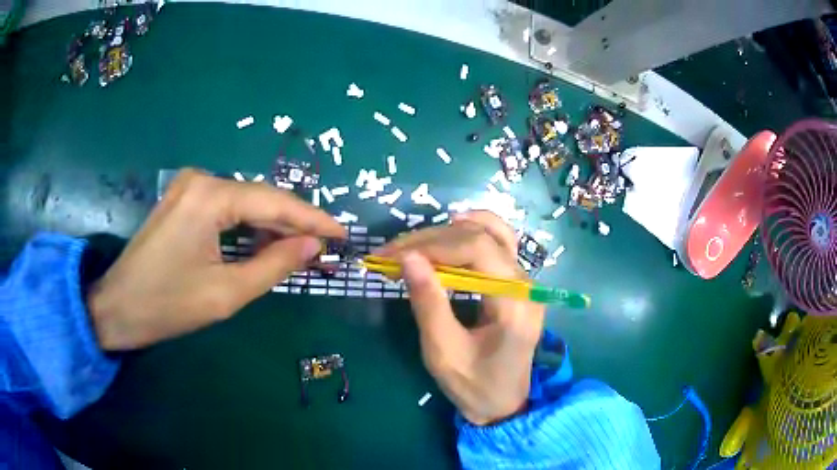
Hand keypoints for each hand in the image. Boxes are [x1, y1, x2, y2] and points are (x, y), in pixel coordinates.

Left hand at [88, 169, 344, 349]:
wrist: (117, 308)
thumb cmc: (168, 305)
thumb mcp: (226, 293)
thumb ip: (274, 265)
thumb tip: (313, 246)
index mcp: (211, 196)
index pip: (274, 202)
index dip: (312, 218)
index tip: (343, 233)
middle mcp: (202, 180)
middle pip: (260, 199)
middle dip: (293, 223)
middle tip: (324, 247)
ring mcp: (190, 187)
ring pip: (244, 203)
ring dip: (271, 226)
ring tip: (301, 249)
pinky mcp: (183, 200)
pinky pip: (226, 209)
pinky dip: (248, 227)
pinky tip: (265, 243)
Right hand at [377, 211, 544, 424]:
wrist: (503, 404)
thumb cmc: (474, 386)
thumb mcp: (444, 352)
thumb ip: (428, 303)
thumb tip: (408, 257)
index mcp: (514, 302)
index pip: (477, 249)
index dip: (433, 245)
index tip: (393, 256)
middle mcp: (526, 284)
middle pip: (482, 237)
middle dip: (432, 239)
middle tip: (392, 252)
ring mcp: (525, 282)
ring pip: (492, 233)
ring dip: (449, 233)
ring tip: (414, 244)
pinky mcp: (517, 285)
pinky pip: (498, 244)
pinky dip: (470, 235)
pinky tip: (448, 235)